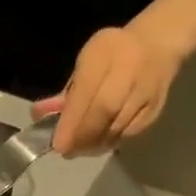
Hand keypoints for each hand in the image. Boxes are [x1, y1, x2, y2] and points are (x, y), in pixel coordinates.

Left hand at [36, 20, 182, 156]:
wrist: (158, 44)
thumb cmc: (112, 54)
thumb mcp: (86, 62)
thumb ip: (66, 91)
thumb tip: (38, 115)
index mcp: (106, 52)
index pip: (87, 91)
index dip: (71, 121)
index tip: (58, 143)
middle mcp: (130, 69)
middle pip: (104, 111)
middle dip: (82, 136)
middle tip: (66, 151)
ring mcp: (146, 90)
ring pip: (117, 127)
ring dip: (94, 144)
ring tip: (80, 149)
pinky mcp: (155, 109)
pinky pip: (129, 134)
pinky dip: (110, 143)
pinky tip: (99, 143)